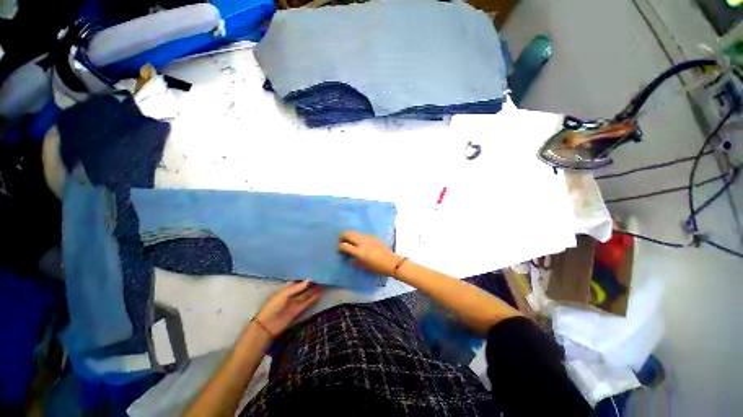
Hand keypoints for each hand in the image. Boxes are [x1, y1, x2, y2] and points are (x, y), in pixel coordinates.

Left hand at [254, 280, 322, 338]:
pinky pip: (307, 303)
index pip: (298, 281)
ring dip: (314, 291)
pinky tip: (319, 294)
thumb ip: (297, 288)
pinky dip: (313, 299)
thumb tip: (310, 279)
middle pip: (303, 288)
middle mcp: (292, 294)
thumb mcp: (284, 294)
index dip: (305, 278)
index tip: (315, 273)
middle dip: (311, 284)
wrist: (268, 325)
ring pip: (307, 295)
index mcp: (286, 289)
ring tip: (323, 285)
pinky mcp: (298, 310)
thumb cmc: (273, 306)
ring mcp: (295, 302)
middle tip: (322, 278)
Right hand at [338, 230, 402, 275]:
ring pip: (355, 232)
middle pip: (348, 234)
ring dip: (351, 236)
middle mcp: (362, 242)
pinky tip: (362, 243)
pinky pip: (363, 235)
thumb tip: (349, 259)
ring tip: (351, 241)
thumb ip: (355, 262)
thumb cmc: (377, 267)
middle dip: (342, 236)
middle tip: (341, 241)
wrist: (391, 262)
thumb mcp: (364, 267)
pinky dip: (359, 237)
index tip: (339, 249)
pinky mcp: (373, 236)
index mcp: (359, 252)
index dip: (340, 247)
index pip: (344, 245)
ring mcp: (368, 238)